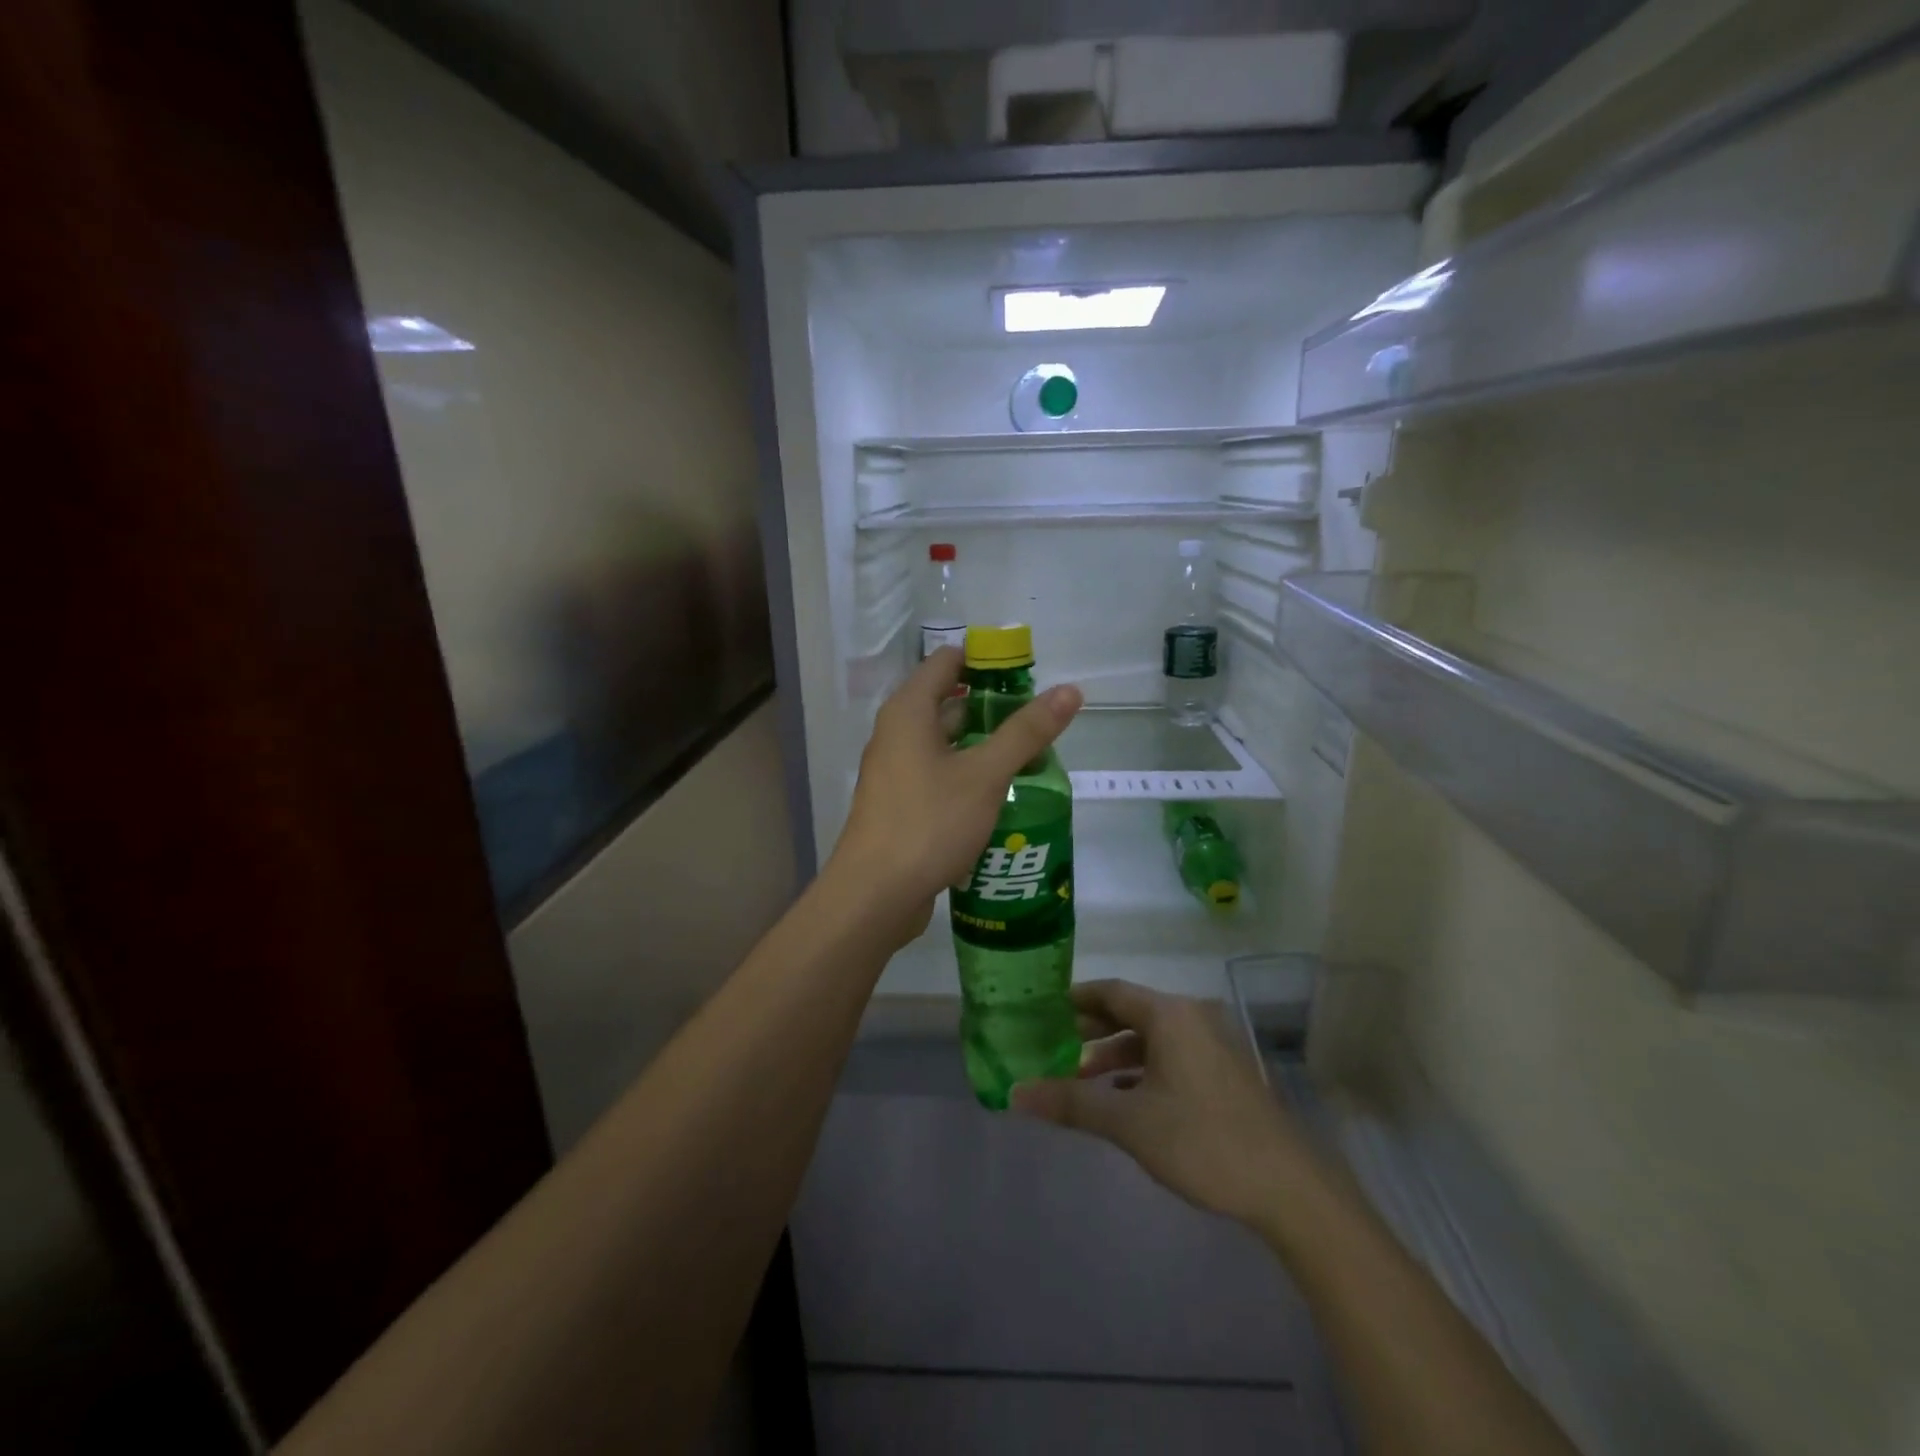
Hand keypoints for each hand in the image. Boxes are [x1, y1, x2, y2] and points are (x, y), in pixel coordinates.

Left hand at [828, 648, 1081, 947]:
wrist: (875, 895)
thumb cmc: (928, 822)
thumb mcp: (985, 775)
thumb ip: (1026, 732)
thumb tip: (1070, 691)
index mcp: (909, 711)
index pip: (947, 661)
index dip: (987, 661)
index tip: (1028, 675)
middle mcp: (896, 733)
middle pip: (947, 702)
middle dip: (993, 706)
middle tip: (1038, 720)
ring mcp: (896, 771)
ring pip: (945, 743)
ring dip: (983, 744)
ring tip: (1031, 755)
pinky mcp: (900, 804)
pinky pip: (939, 774)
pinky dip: (968, 774)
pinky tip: (1000, 794)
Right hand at [1011, 980, 1319, 1226]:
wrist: (1289, 1189)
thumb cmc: (1202, 1141)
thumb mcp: (1129, 1123)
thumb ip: (1072, 1103)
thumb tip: (1016, 1094)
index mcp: (1170, 1015)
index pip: (1111, 991)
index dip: (1075, 999)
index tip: (1043, 1009)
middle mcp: (1192, 1017)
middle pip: (1131, 1012)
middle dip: (1092, 1029)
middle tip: (1054, 1044)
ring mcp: (1213, 1044)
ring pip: (1152, 1037)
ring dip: (1117, 1055)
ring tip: (1082, 1077)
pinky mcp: (1224, 1072)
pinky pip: (1172, 1056)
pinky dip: (1143, 1069)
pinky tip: (1124, 1098)